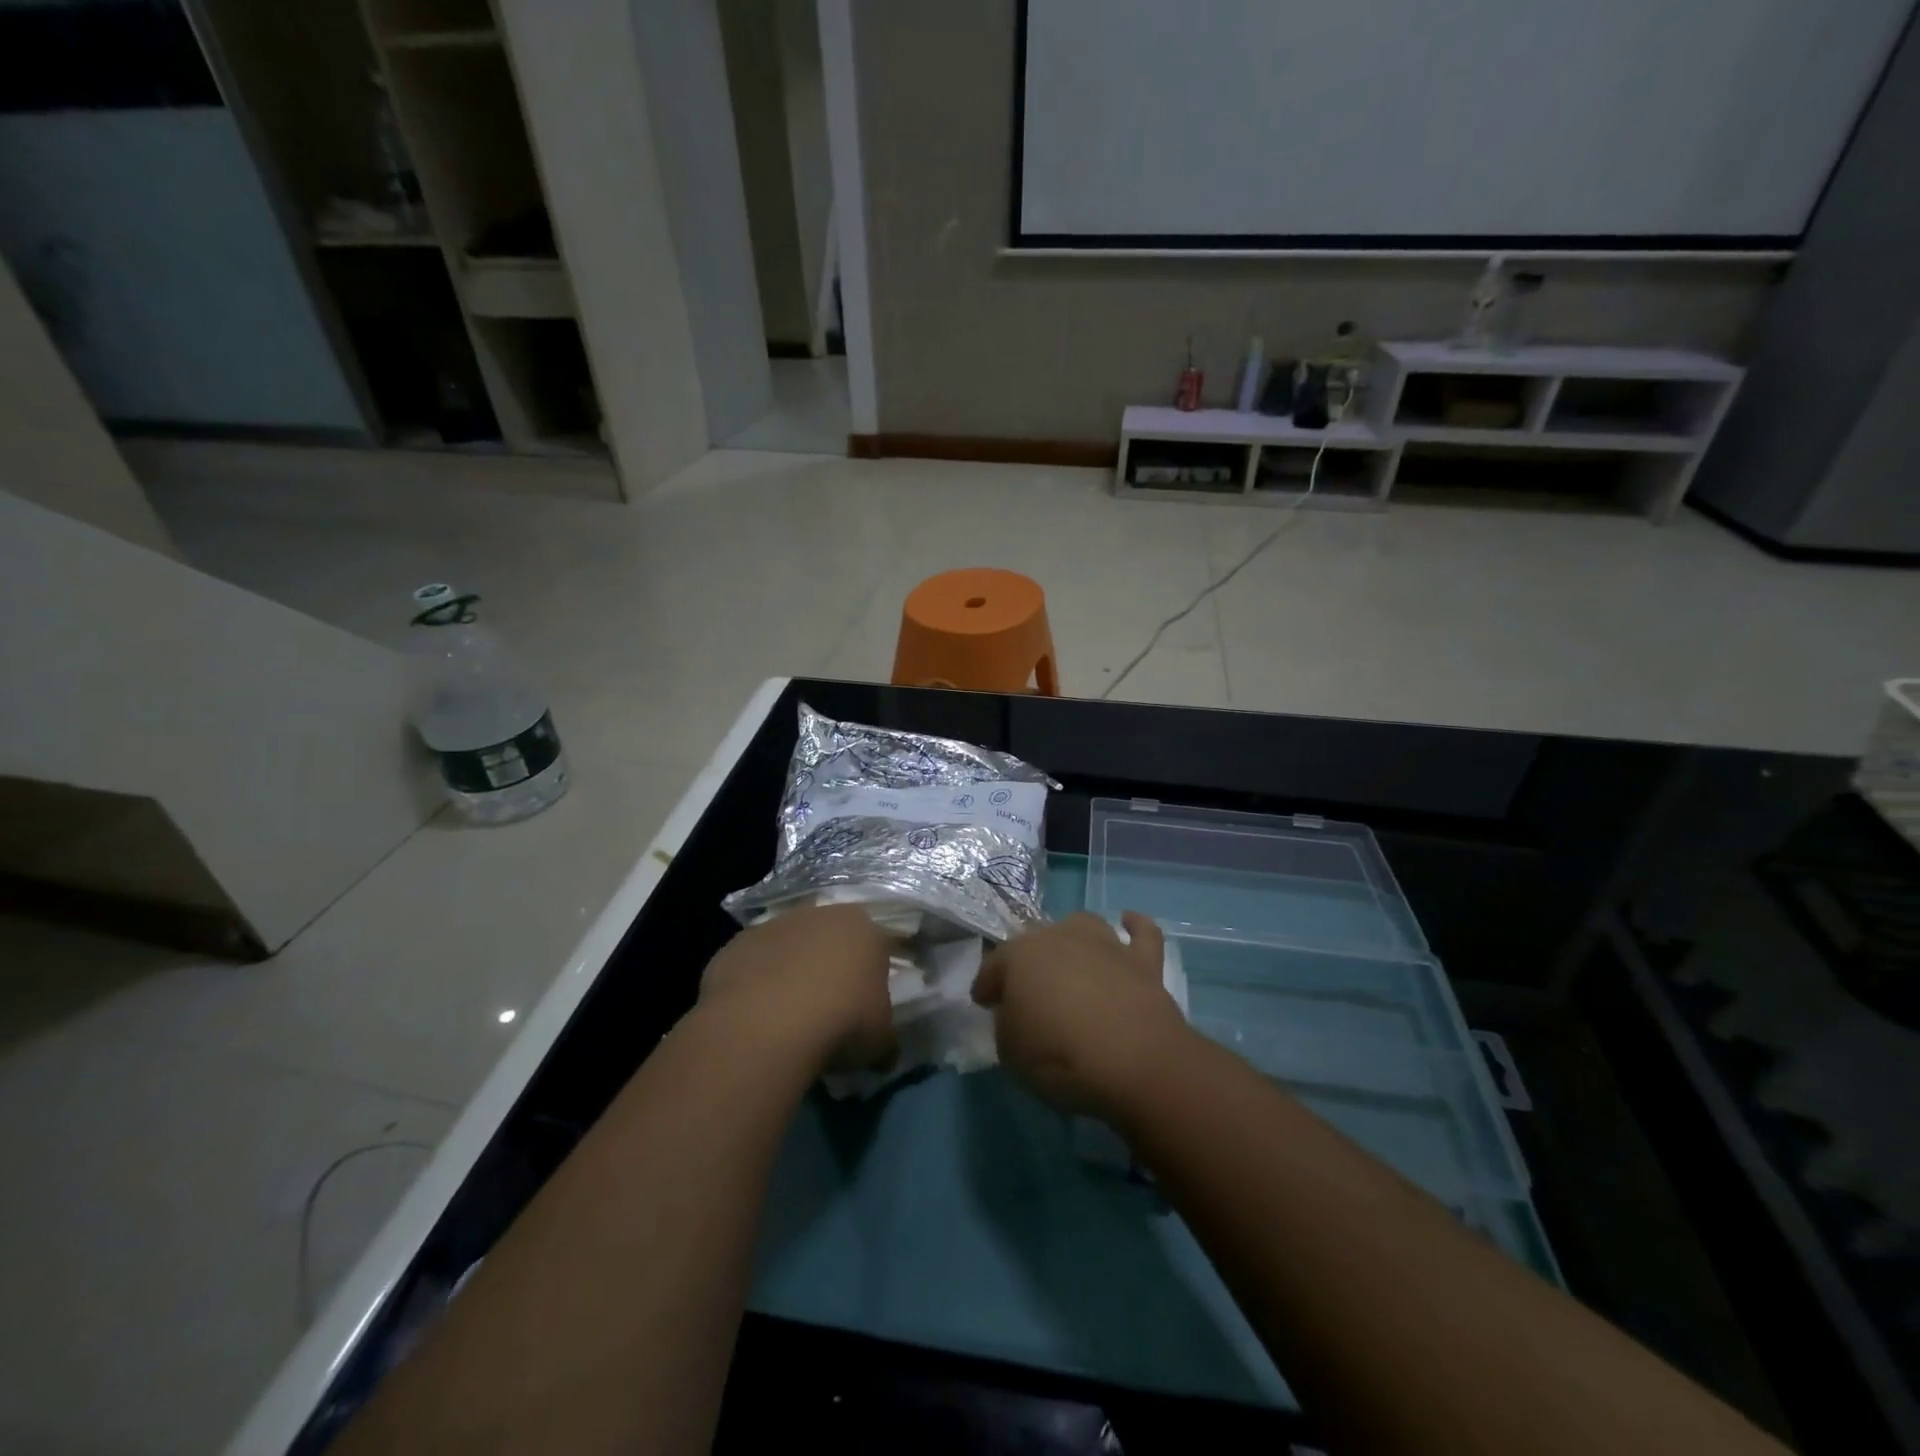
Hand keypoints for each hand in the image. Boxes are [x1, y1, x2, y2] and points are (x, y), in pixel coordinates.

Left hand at [700, 904, 897, 1074]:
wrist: (768, 1024)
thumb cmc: (842, 1022)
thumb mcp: (881, 1041)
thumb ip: (885, 1039)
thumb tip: (884, 1054)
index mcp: (863, 928)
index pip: (877, 945)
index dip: (875, 974)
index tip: (869, 1003)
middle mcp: (820, 914)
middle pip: (830, 938)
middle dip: (830, 965)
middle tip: (830, 1007)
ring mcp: (773, 925)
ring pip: (789, 946)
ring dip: (790, 971)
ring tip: (788, 1015)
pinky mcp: (736, 944)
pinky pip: (753, 963)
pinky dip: (756, 983)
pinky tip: (756, 1016)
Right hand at [972, 911, 1192, 1122]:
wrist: (1134, 1060)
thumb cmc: (1060, 1056)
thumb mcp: (1010, 1051)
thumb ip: (1008, 1024)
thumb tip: (1017, 1014)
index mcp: (1020, 956)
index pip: (994, 966)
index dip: (987, 985)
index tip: (985, 1003)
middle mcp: (1060, 938)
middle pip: (1037, 942)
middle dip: (1029, 963)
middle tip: (1029, 992)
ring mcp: (1104, 944)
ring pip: (1082, 926)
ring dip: (1073, 940)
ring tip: (1071, 963)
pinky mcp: (1143, 961)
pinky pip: (1141, 933)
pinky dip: (1135, 926)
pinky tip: (1128, 922)